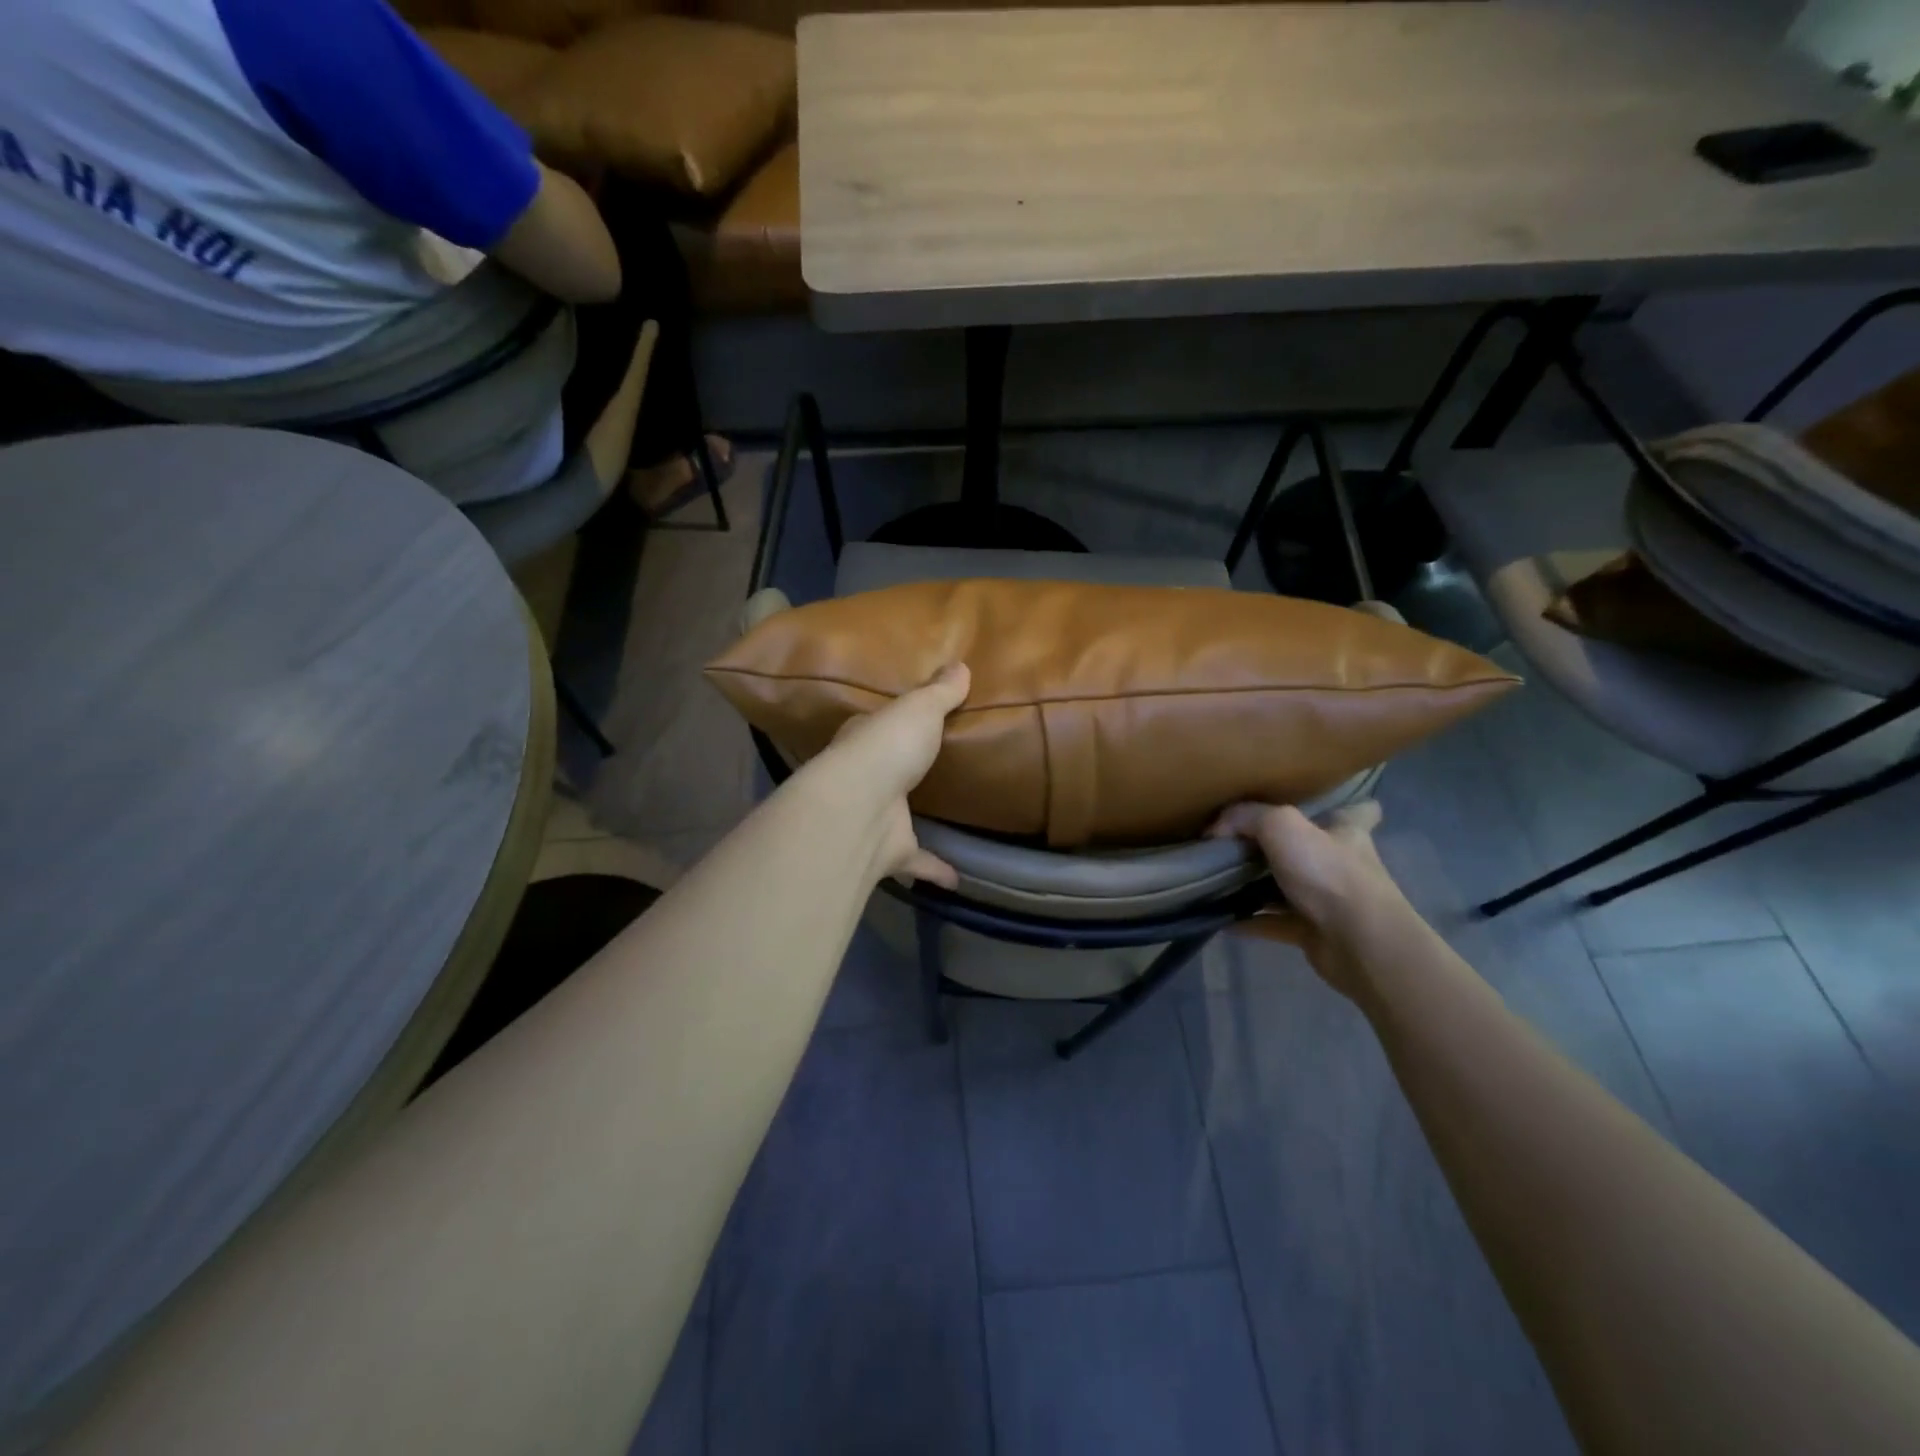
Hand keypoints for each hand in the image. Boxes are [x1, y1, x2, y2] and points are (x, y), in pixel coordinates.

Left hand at [810, 663, 970, 889]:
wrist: (860, 807)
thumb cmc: (887, 747)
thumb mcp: (920, 708)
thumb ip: (940, 692)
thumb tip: (961, 664)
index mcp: (864, 740)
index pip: (875, 727)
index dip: (891, 723)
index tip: (911, 722)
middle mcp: (863, 778)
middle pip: (884, 771)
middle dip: (900, 770)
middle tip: (931, 768)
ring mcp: (874, 817)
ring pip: (896, 817)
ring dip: (914, 819)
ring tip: (945, 818)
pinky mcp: (889, 852)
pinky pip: (917, 862)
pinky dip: (935, 869)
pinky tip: (957, 877)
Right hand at [1207, 800, 1399, 999]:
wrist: (1358, 943)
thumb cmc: (1328, 873)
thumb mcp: (1281, 826)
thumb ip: (1245, 817)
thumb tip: (1215, 829)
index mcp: (1345, 831)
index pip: (1357, 810)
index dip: (1342, 805)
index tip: (1317, 805)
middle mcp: (1341, 863)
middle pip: (1310, 849)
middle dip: (1281, 846)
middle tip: (1239, 842)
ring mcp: (1328, 900)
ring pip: (1288, 887)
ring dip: (1259, 886)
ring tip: (1219, 879)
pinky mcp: (1313, 931)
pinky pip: (1273, 922)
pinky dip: (1249, 921)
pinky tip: (1220, 918)